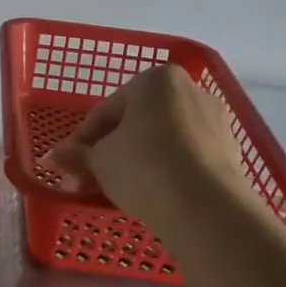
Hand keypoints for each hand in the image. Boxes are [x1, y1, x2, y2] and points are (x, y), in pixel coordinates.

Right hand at [42, 65, 253, 223]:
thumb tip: (55, 158)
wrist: (206, 207)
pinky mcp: (230, 154)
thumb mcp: (99, 161)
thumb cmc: (143, 166)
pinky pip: (186, 158)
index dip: (82, 140)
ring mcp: (215, 122)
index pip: (107, 109)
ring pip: (162, 140)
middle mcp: (190, 90)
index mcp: (156, 79)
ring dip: (137, 162)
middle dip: (109, 151)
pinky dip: (165, 172)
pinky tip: (150, 195)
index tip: (67, 165)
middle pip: (137, 123)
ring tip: (116, 191)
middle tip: (88, 179)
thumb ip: (78, 156)